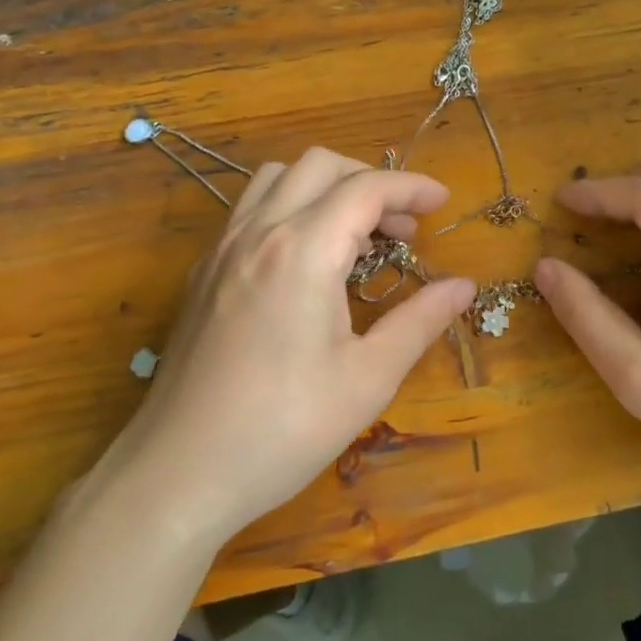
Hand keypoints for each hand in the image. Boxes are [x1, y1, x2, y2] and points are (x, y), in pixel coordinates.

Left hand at [88, 148, 476, 548]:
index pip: (365, 188)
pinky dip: (290, 209)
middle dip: (370, 181)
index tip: (444, 201)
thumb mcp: (368, 378)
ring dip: (325, 188)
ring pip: (276, 179)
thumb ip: (420, 321)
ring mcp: (222, 251)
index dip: (411, 186)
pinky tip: (306, 261)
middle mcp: (258, 233)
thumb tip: (463, 286)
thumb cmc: (284, 428)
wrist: (177, 474)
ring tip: (355, 236)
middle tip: (404, 227)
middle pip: (319, 166)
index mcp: (302, 250)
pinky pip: (249, 211)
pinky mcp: (202, 275)